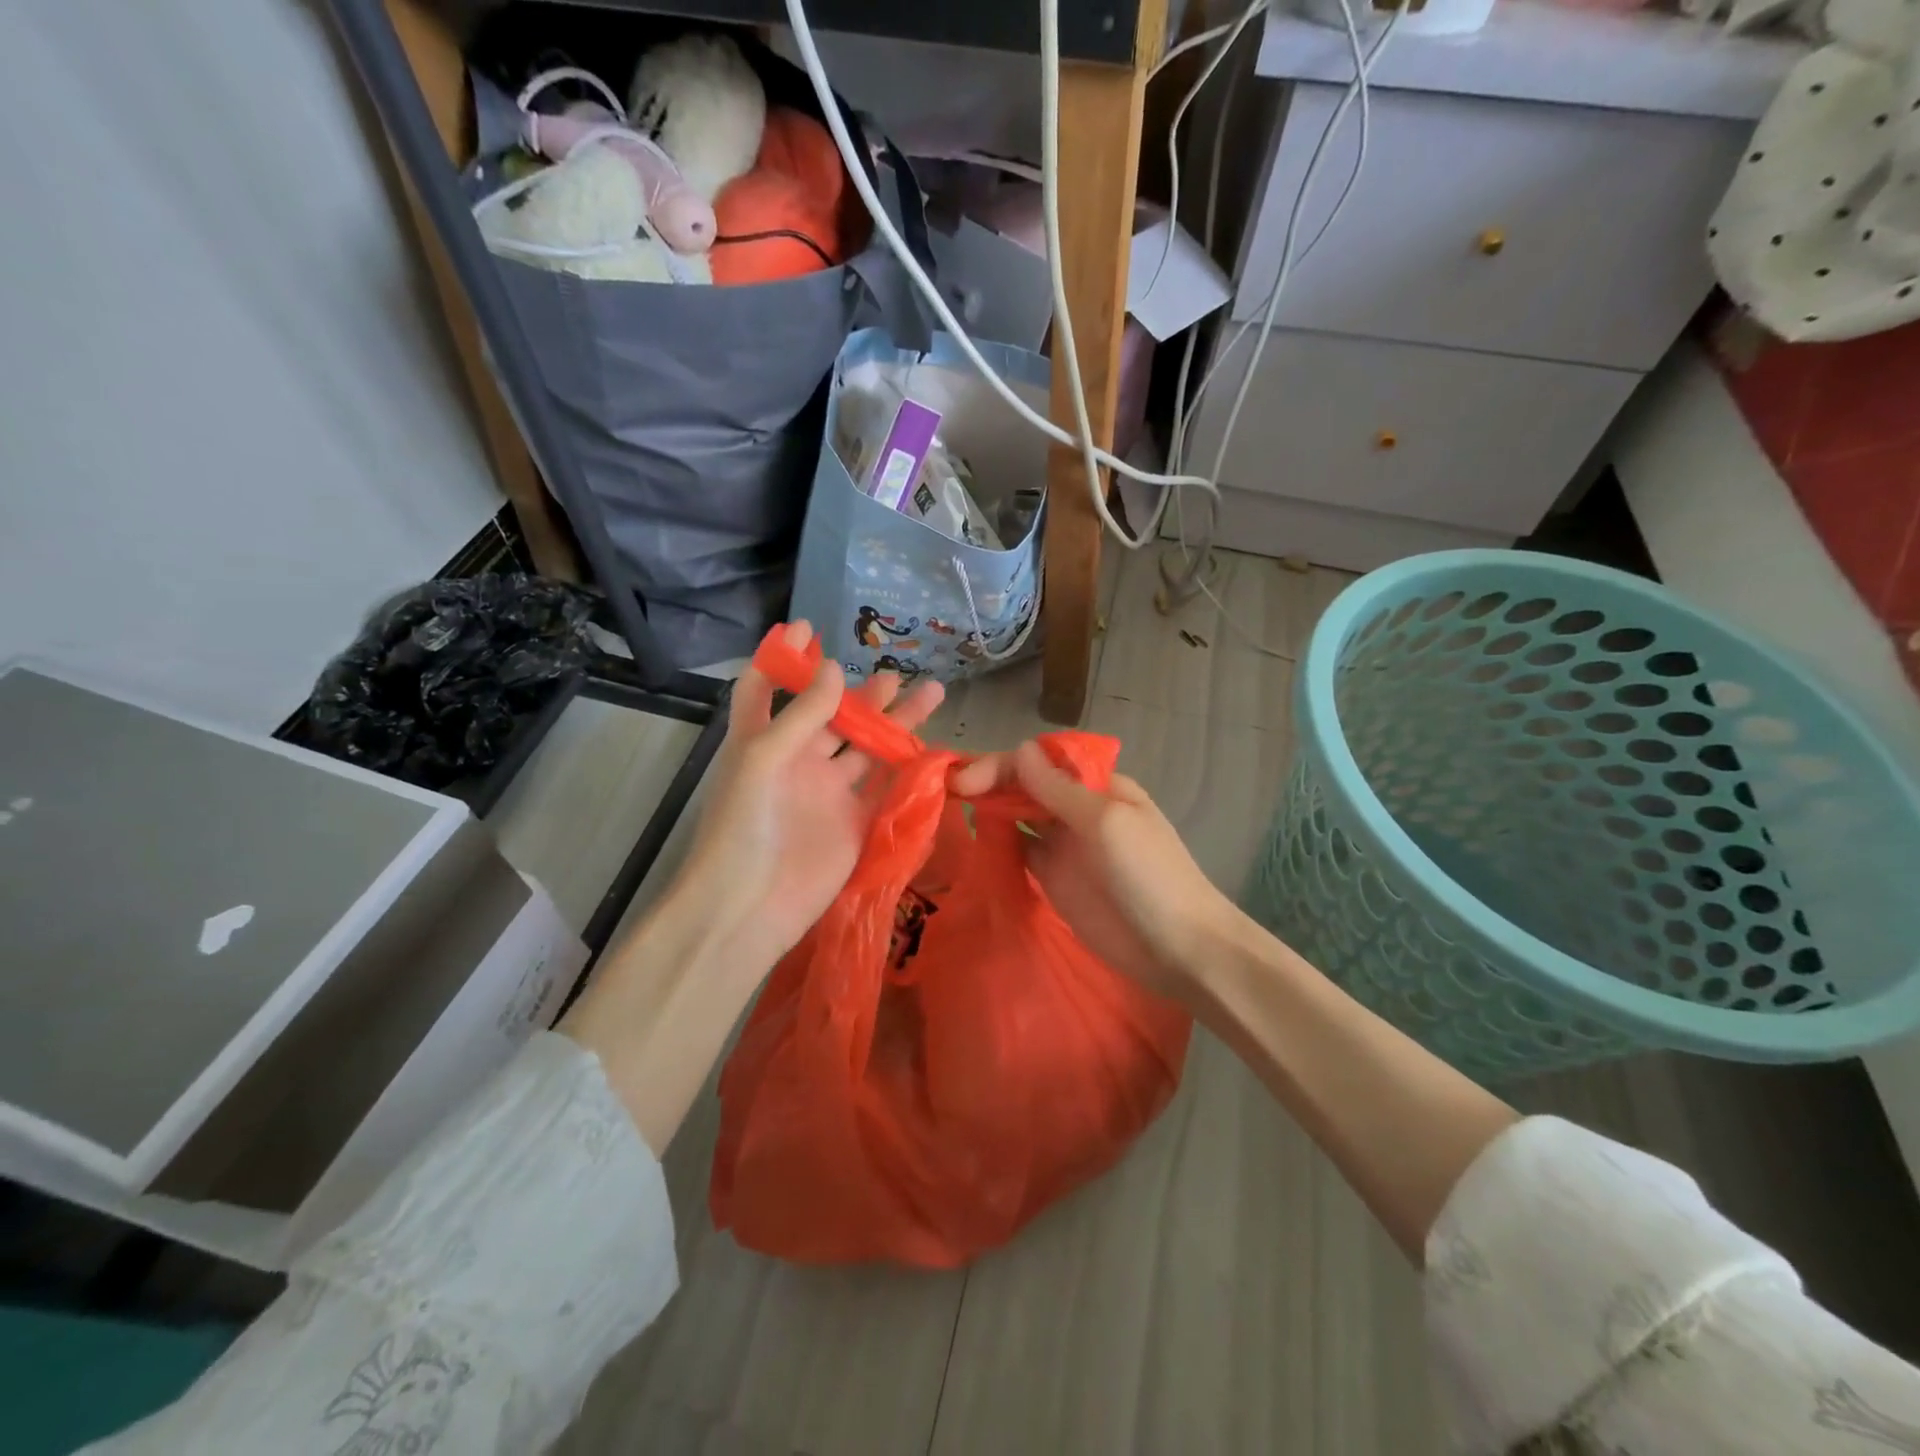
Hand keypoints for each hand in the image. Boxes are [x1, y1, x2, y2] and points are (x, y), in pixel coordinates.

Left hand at [674, 622, 943, 980]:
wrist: (751, 905)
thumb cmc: (743, 824)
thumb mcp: (763, 757)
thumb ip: (803, 714)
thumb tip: (834, 668)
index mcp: (764, 741)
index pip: (768, 688)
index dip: (784, 658)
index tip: (809, 628)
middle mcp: (798, 761)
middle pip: (833, 716)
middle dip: (862, 694)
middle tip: (894, 675)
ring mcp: (828, 792)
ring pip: (867, 749)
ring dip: (895, 724)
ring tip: (931, 695)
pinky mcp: (855, 821)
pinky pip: (885, 788)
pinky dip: (906, 769)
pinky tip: (932, 749)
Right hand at [951, 742, 1240, 1003]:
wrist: (1179, 949)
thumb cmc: (1149, 876)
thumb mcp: (1106, 822)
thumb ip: (1059, 789)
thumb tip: (1019, 749)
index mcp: (1097, 785)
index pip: (1040, 761)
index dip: (1001, 764)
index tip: (966, 780)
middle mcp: (1076, 808)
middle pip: (1025, 785)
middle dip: (989, 782)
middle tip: (948, 791)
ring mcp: (1064, 845)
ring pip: (1018, 815)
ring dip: (989, 808)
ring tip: (949, 809)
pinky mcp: (1053, 878)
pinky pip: (1018, 851)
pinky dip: (997, 842)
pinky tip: (974, 840)